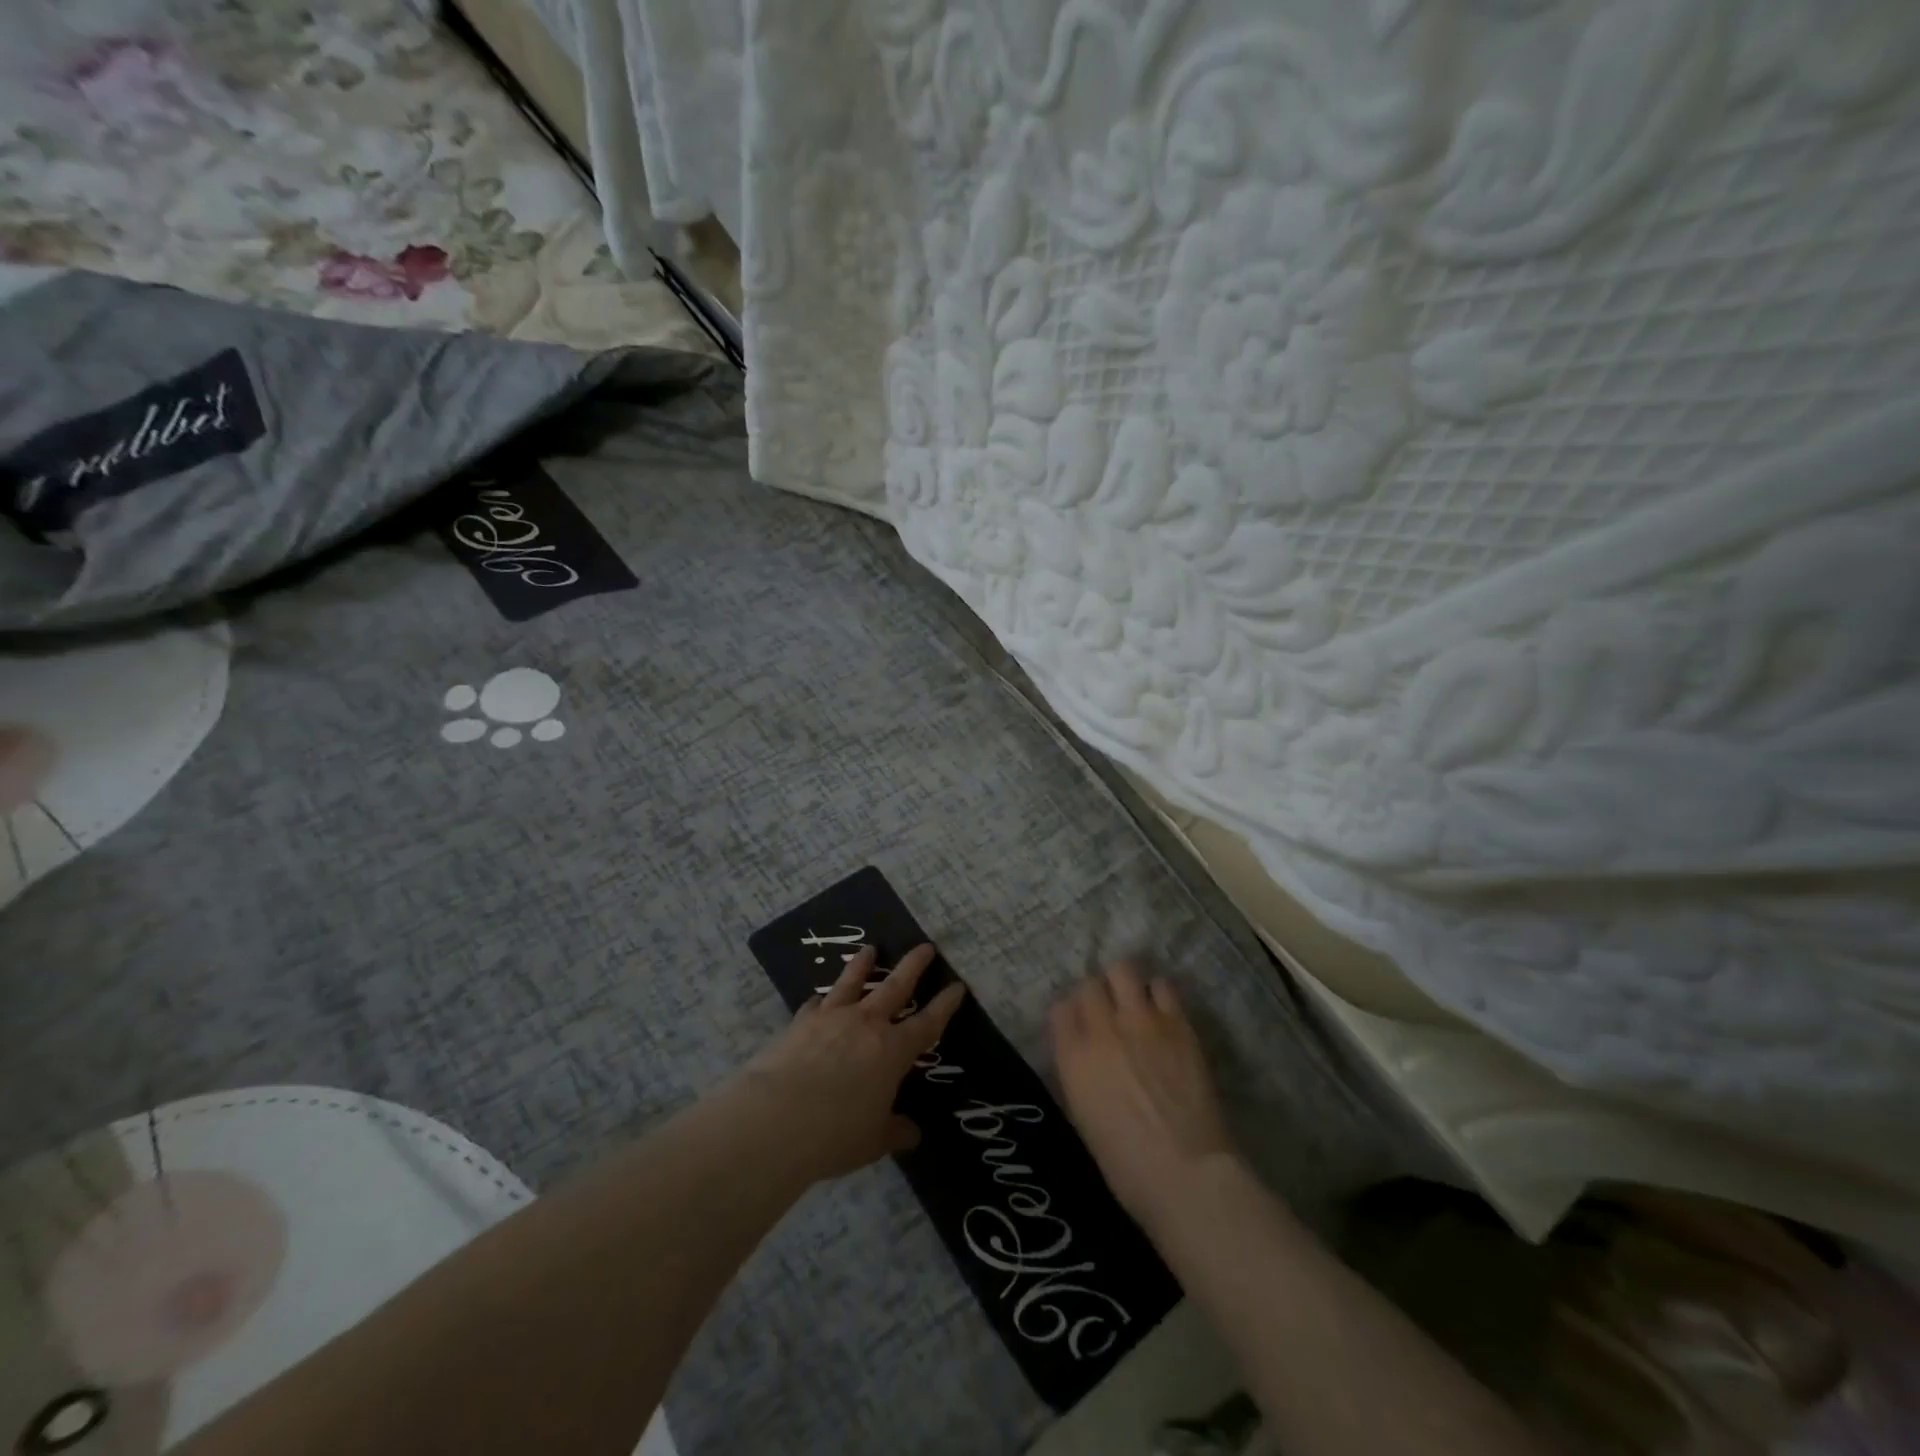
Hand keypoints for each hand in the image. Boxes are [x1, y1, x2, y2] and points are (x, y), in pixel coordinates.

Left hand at [738, 944, 965, 1180]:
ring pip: (852, 982)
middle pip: (895, 987)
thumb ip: (894, 1132)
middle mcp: (866, 1024)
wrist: (777, 1118)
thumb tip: (912, 1133)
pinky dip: (821, 1000)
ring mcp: (832, 1018)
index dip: (945, 1005)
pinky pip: (815, 1004)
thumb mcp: (873, 1141)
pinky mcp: (801, 1022)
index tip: (957, 986)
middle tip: (925, 946)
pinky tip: (818, 998)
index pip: (928, 1024)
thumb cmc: (836, 1133)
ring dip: (862, 965)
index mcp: (893, 1051)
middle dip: (913, 966)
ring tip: (869, 949)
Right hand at [1051, 963, 1236, 1229]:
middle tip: (1109, 1013)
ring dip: (1125, 984)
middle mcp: (1101, 1028)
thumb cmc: (1126, 1165)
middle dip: (1097, 995)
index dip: (1071, 1016)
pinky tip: (1164, 1013)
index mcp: (1072, 1057)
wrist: (1185, 1173)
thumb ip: (1080, 1074)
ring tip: (1135, 1003)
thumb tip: (1086, 1057)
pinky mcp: (1177, 1022)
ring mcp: (1140, 1020)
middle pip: (1090, 984)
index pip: (1060, 1009)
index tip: (1080, 1027)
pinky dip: (1159, 994)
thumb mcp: (1084, 1117)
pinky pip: (1163, 986)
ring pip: (1123, 970)